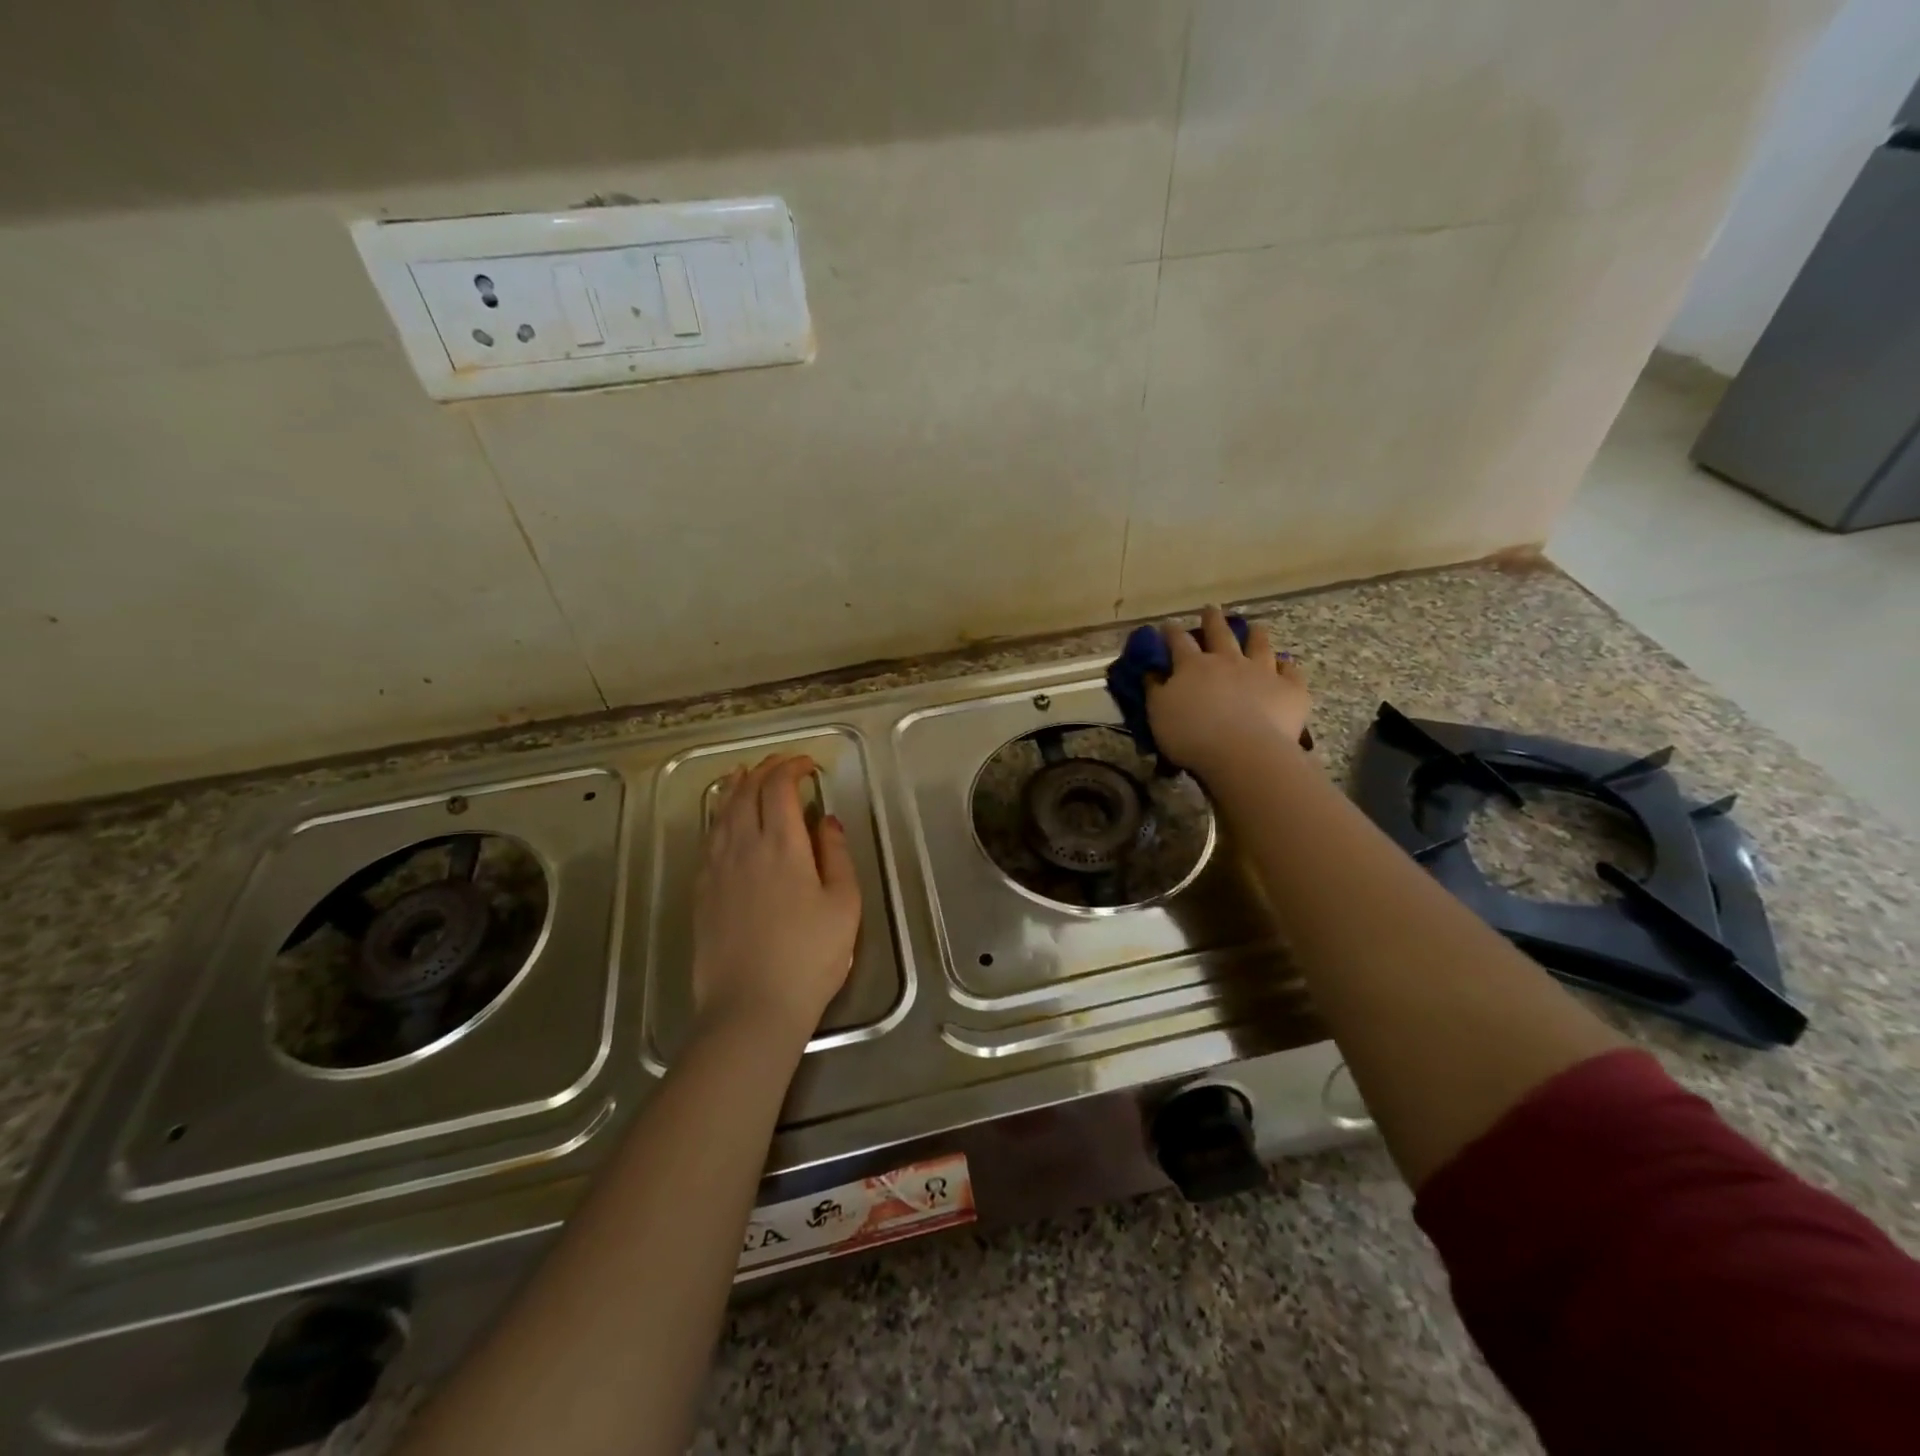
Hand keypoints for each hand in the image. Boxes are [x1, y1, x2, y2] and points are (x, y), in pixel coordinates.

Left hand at [691, 754, 861, 1044]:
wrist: (751, 1007)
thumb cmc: (809, 957)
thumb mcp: (843, 905)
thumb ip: (836, 855)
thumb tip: (826, 820)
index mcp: (782, 846)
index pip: (779, 788)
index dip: (792, 767)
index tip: (808, 765)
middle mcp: (743, 847)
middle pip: (747, 793)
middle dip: (765, 770)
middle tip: (782, 764)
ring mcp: (716, 869)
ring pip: (722, 812)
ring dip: (736, 787)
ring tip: (745, 775)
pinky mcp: (701, 891)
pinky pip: (709, 838)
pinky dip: (719, 816)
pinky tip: (725, 821)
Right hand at [1145, 605, 1311, 777]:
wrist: (1243, 752)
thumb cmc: (1192, 735)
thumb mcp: (1158, 714)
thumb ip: (1155, 690)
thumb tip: (1151, 673)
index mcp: (1193, 666)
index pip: (1178, 641)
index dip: (1171, 632)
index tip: (1167, 625)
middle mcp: (1228, 661)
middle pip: (1220, 634)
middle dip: (1213, 620)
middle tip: (1210, 608)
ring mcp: (1262, 672)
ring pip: (1259, 646)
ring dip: (1256, 635)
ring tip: (1255, 627)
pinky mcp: (1290, 690)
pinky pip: (1291, 673)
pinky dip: (1288, 667)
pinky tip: (1286, 665)